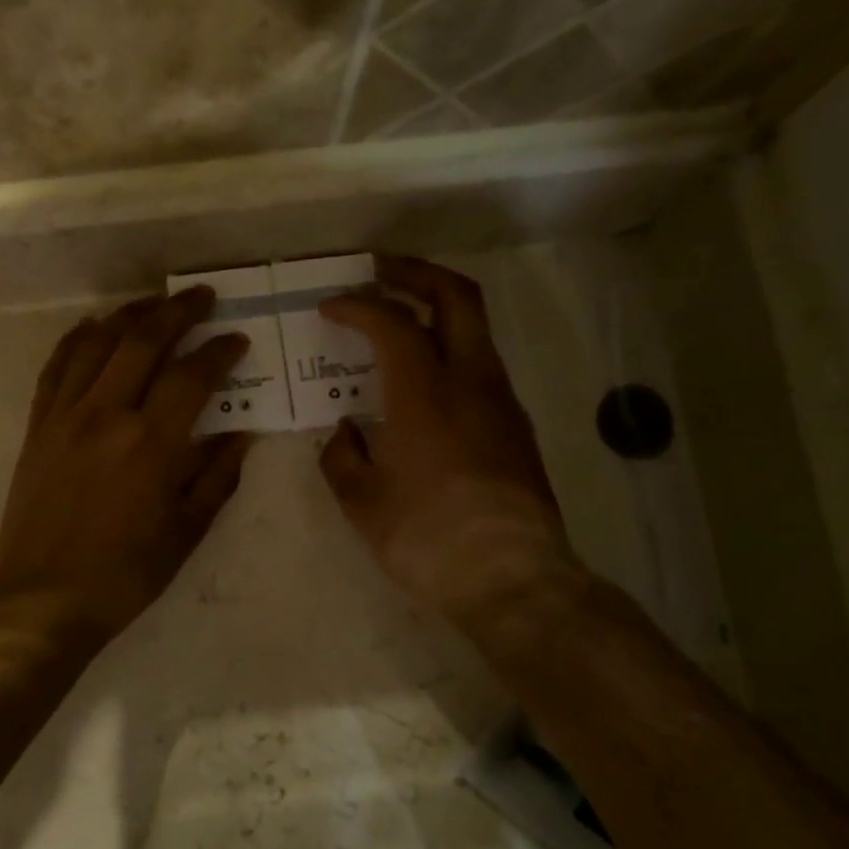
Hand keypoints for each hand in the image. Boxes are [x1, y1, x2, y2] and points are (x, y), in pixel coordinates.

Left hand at [0, 288, 252, 649]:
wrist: (42, 598)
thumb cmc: (124, 574)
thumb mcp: (186, 531)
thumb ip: (216, 477)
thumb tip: (241, 433)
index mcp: (150, 444)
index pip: (192, 376)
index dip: (219, 352)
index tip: (237, 340)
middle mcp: (106, 415)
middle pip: (144, 342)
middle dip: (178, 312)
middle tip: (204, 297)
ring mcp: (64, 415)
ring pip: (98, 342)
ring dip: (130, 315)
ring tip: (154, 304)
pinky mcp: (37, 425)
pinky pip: (57, 365)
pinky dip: (78, 338)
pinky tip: (95, 327)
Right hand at [318, 257, 587, 629]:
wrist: (511, 577)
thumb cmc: (427, 537)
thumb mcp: (363, 501)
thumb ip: (343, 456)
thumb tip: (347, 432)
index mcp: (425, 392)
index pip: (391, 322)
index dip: (357, 305)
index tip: (331, 306)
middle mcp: (471, 381)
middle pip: (455, 296)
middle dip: (416, 273)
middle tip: (381, 271)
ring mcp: (502, 402)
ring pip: (476, 330)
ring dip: (438, 311)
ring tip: (401, 322)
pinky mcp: (517, 428)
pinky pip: (482, 367)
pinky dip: (452, 351)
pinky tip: (427, 383)